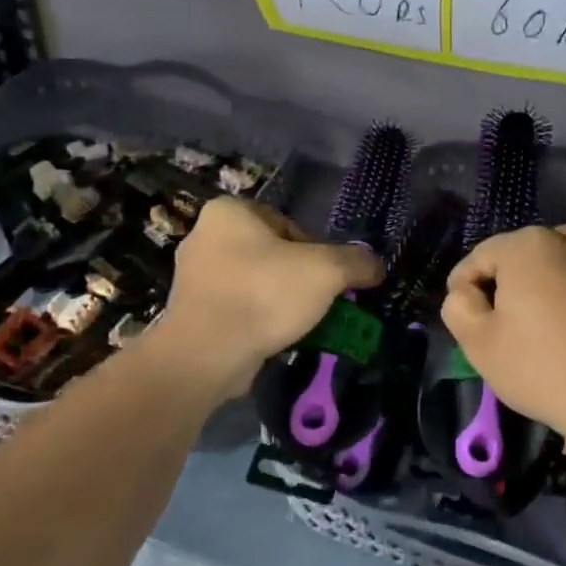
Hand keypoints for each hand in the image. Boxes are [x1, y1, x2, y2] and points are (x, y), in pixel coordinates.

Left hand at [149, 199, 381, 395]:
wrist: (207, 354)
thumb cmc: (265, 295)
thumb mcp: (326, 271)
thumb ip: (356, 262)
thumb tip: (375, 265)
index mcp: (229, 212)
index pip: (288, 225)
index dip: (315, 252)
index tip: (327, 280)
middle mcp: (203, 236)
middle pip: (271, 255)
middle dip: (297, 280)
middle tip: (317, 305)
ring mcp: (192, 277)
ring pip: (254, 284)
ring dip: (278, 303)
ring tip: (298, 326)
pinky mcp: (190, 313)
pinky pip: (236, 311)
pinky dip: (256, 322)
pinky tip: (273, 341)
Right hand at [441, 225, 565, 443]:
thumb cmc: (543, 367)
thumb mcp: (478, 343)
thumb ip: (458, 306)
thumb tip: (466, 293)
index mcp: (529, 245)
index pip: (481, 257)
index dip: (464, 286)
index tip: (464, 316)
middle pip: (526, 257)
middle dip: (510, 284)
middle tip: (504, 324)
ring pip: (564, 267)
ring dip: (549, 288)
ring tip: (545, 328)